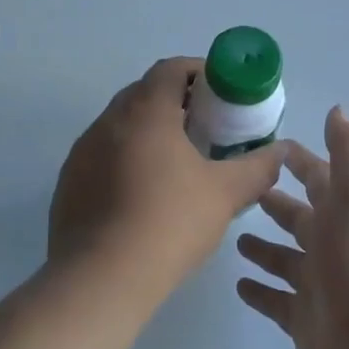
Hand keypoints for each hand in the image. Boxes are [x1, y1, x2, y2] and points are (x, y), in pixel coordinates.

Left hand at [49, 57, 286, 303]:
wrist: (100, 280)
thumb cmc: (169, 222)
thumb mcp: (226, 193)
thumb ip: (258, 167)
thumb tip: (279, 152)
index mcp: (145, 111)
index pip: (171, 68)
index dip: (200, 72)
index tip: (222, 94)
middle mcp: (108, 121)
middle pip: (145, 93)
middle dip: (177, 101)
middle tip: (207, 127)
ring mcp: (83, 151)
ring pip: (122, 125)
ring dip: (150, 131)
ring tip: (178, 162)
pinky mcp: (69, 182)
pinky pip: (103, 154)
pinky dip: (126, 158)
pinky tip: (144, 193)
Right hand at [236, 107, 348, 348]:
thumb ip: (347, 153)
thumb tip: (338, 109)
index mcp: (345, 213)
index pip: (318, 178)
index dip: (300, 161)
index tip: (270, 147)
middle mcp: (331, 245)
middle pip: (299, 218)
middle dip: (276, 203)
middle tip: (241, 190)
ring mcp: (316, 284)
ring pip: (284, 259)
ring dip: (263, 247)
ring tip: (233, 235)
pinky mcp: (302, 319)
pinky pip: (275, 300)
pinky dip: (259, 292)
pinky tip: (237, 284)